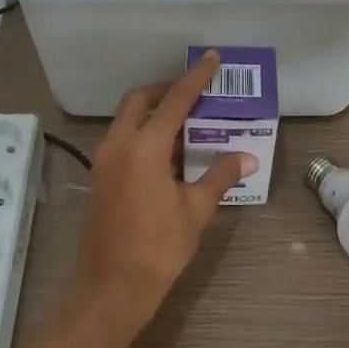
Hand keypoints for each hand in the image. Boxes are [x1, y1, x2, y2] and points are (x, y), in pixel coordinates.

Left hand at [71, 50, 255, 337]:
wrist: (110, 289)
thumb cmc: (158, 248)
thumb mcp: (196, 210)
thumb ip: (220, 176)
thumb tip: (247, 156)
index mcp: (145, 146)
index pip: (175, 100)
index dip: (195, 78)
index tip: (210, 58)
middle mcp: (119, 144)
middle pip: (140, 101)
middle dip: (166, 91)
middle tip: (195, 94)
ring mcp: (104, 161)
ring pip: (128, 120)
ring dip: (154, 114)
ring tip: (188, 124)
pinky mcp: (100, 178)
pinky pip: (123, 140)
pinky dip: (144, 134)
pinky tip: (169, 155)